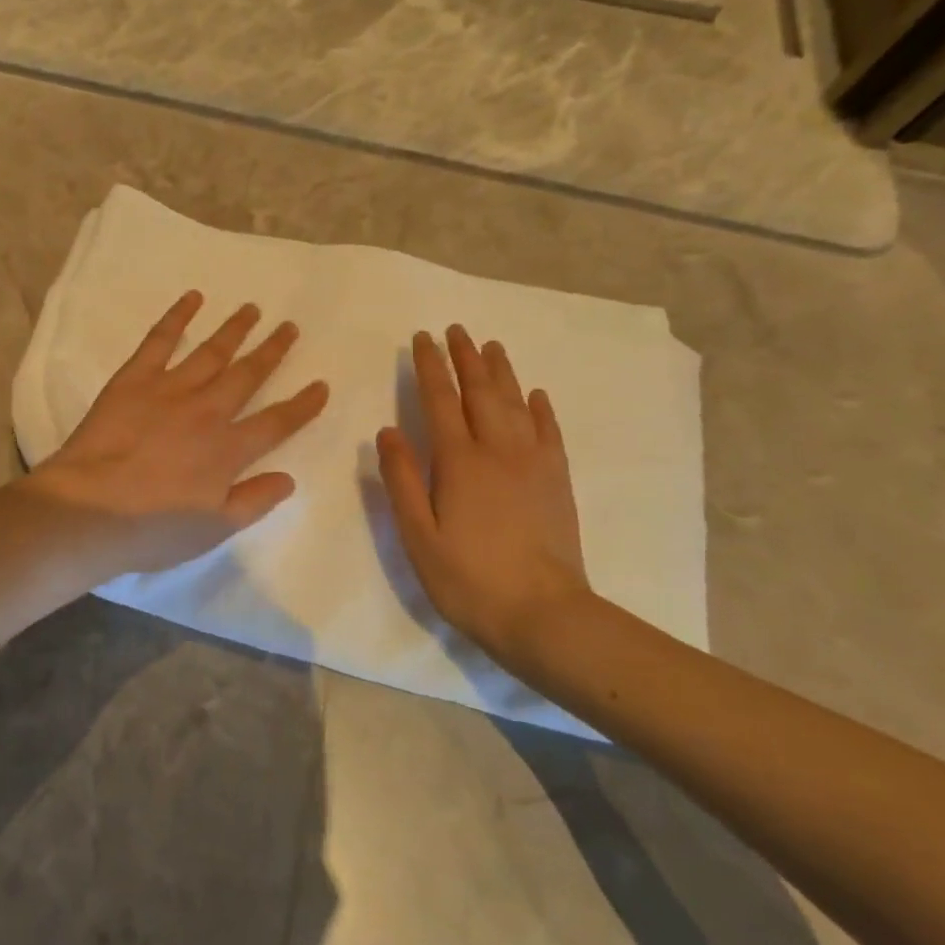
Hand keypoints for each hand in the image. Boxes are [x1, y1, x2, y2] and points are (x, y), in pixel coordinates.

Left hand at [27, 291, 329, 569]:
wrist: (89, 509)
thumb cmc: (152, 528)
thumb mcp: (213, 529)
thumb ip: (254, 501)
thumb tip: (289, 478)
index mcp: (228, 449)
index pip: (277, 423)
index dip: (302, 405)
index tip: (321, 385)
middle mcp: (207, 411)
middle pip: (248, 375)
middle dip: (272, 351)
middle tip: (290, 327)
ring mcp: (170, 389)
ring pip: (212, 352)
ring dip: (235, 329)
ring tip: (253, 309)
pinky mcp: (135, 378)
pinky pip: (160, 340)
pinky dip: (178, 316)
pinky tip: (193, 297)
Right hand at [376, 325, 590, 666]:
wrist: (543, 615)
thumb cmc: (467, 578)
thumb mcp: (418, 535)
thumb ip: (401, 479)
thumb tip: (387, 430)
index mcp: (458, 461)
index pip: (440, 400)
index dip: (430, 367)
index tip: (423, 339)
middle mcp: (497, 450)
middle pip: (480, 392)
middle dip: (466, 358)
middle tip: (456, 329)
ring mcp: (533, 463)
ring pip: (515, 403)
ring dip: (501, 372)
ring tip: (491, 346)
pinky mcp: (557, 480)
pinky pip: (549, 432)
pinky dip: (540, 408)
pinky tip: (536, 395)